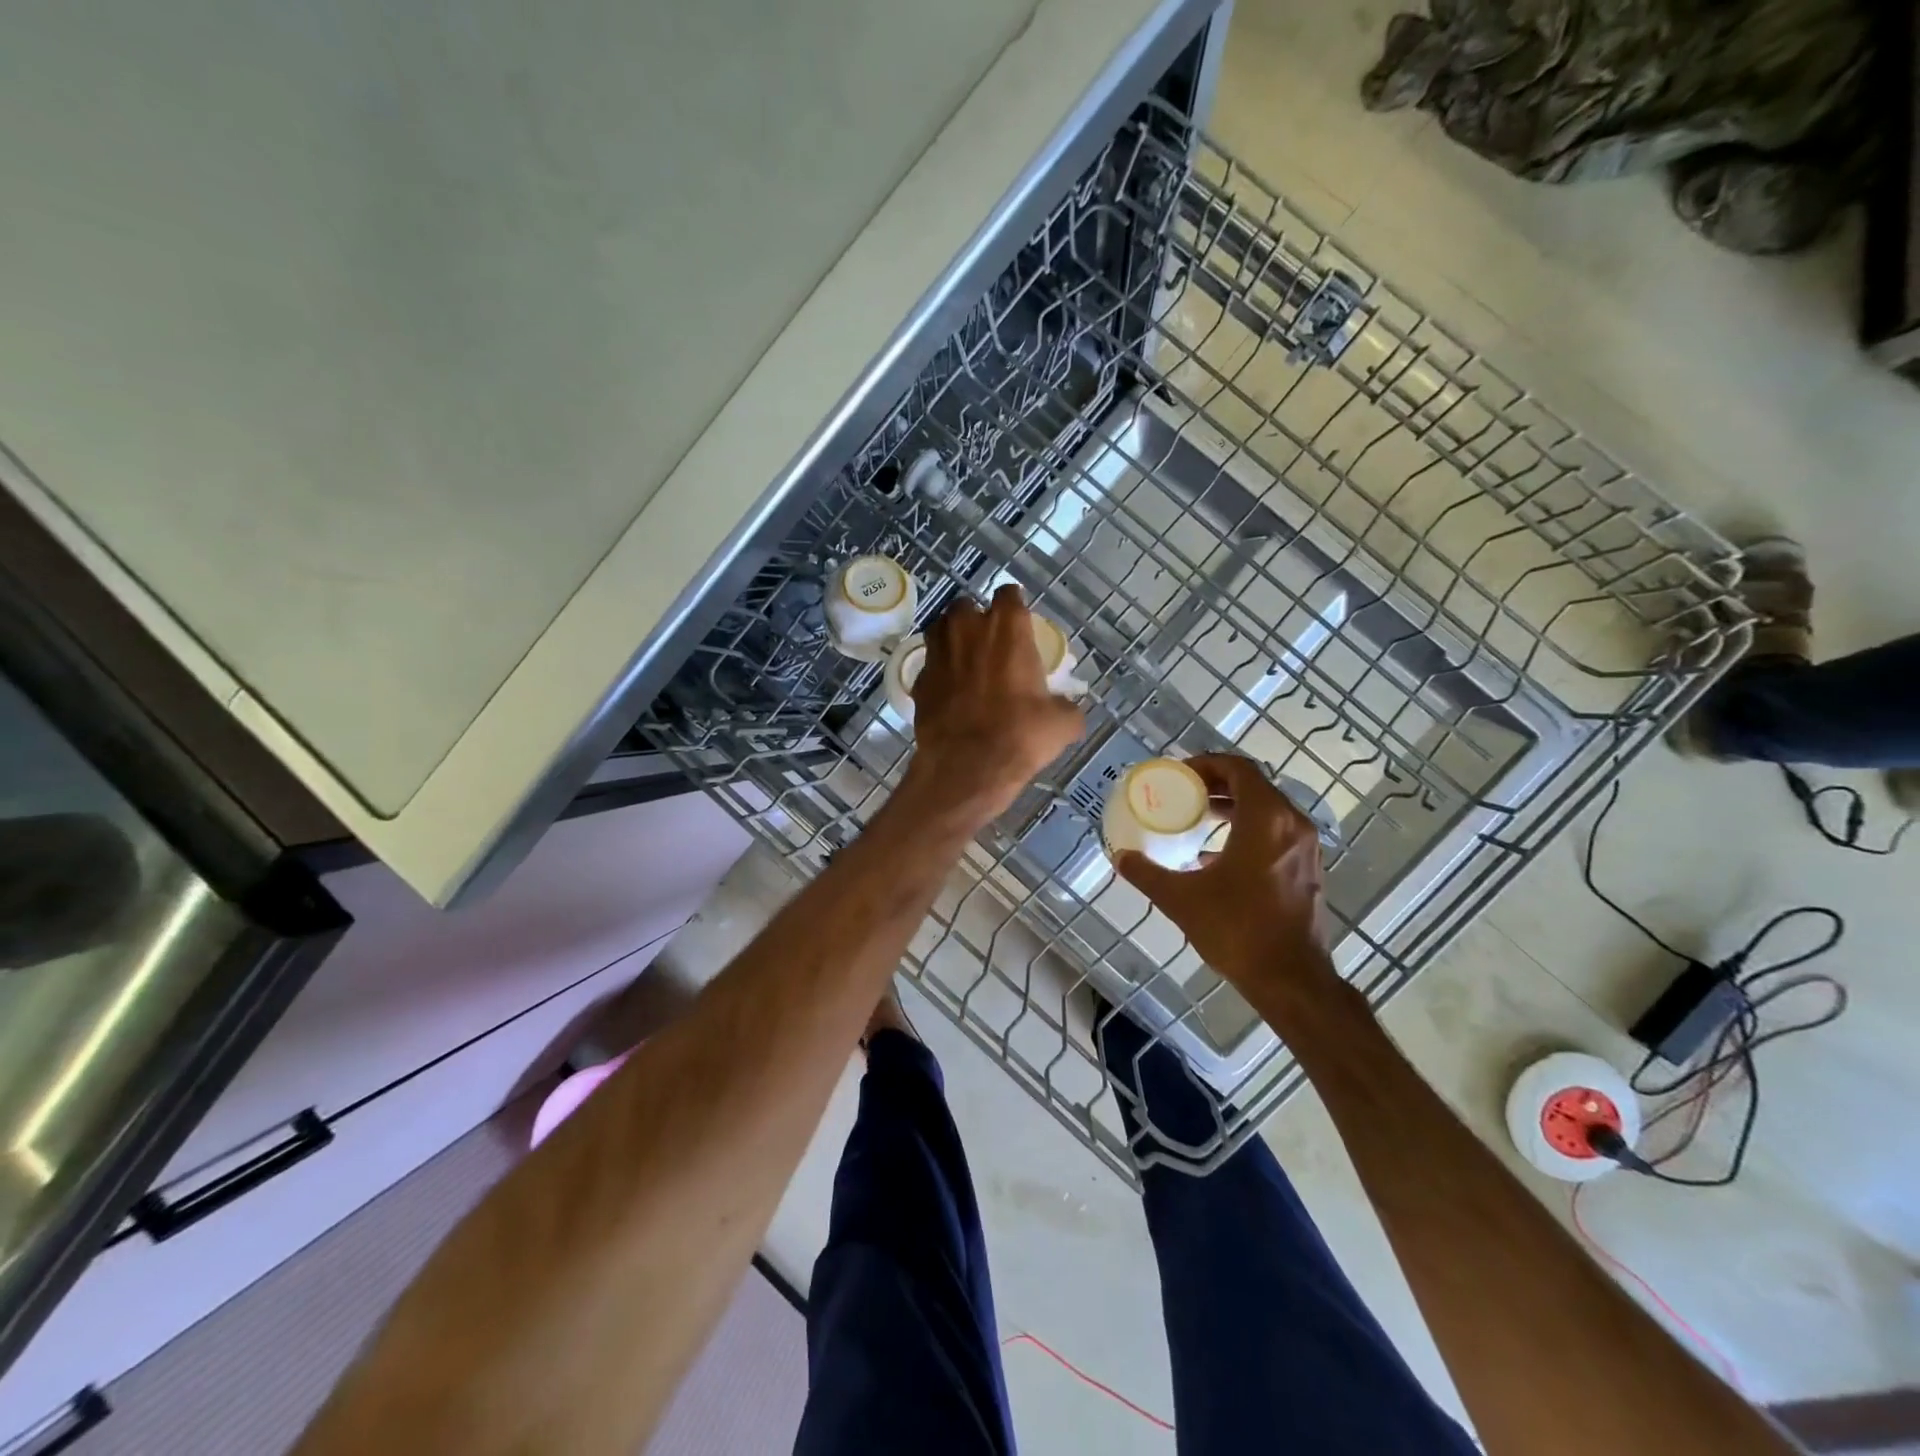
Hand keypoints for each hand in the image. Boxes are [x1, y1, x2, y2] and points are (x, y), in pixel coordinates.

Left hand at [905, 585, 1083, 822]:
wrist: (966, 766)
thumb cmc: (1020, 735)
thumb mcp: (1062, 723)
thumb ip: (1066, 707)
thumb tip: (1067, 710)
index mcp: (1006, 627)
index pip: (1009, 593)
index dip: (1014, 606)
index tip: (1018, 622)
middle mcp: (967, 629)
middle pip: (967, 606)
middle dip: (976, 620)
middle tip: (989, 644)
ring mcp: (937, 652)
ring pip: (941, 629)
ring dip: (952, 639)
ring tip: (966, 662)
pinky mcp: (919, 679)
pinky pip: (929, 665)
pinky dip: (939, 672)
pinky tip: (950, 692)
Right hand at [1115, 754, 1330, 991]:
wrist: (1291, 980)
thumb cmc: (1237, 929)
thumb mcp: (1181, 899)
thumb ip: (1147, 873)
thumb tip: (1120, 858)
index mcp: (1266, 819)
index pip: (1238, 769)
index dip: (1207, 764)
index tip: (1179, 775)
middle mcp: (1292, 825)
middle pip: (1254, 786)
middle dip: (1217, 785)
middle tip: (1184, 794)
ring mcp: (1306, 849)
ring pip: (1268, 811)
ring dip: (1233, 808)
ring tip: (1198, 820)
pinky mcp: (1309, 871)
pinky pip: (1277, 834)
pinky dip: (1249, 831)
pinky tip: (1218, 856)